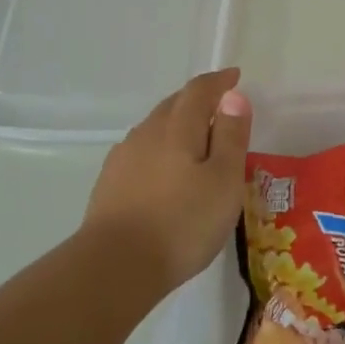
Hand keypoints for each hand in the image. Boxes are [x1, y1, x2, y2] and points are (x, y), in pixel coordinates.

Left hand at [82, 69, 251, 290]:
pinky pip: (140, 151)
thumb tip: (233, 95)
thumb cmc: (182, 223)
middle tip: (218, 106)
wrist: (115, 266)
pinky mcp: (109, 184)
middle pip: (173, 104)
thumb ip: (230, 136)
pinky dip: (159, 149)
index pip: (199, 91)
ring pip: (154, 128)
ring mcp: (123, 158)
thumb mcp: (223, 181)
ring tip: (194, 138)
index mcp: (177, 128)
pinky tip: (163, 169)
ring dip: (176, 123)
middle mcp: (147, 133)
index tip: (234, 77)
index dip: (219, 82)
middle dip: (197, 99)